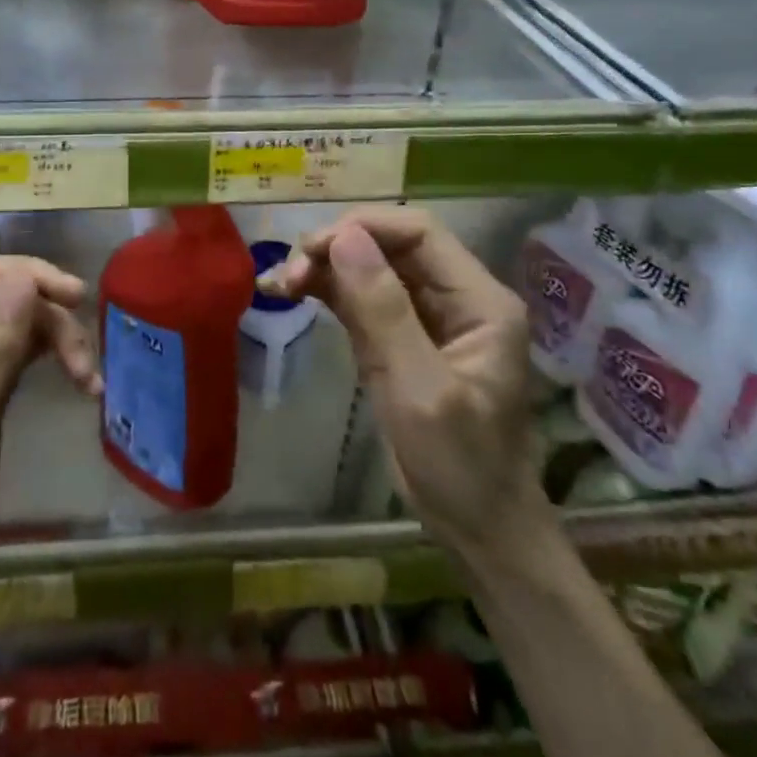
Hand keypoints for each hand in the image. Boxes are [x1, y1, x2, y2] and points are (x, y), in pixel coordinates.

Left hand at [0, 256, 99, 587]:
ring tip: (88, 380)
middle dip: (47, 319)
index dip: (28, 276)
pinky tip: (75, 379)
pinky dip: (44, 359)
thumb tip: (24, 278)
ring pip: (10, 323)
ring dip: (52, 341)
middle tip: (87, 364)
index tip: (78, 297)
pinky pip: (10, 351)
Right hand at [269, 206, 544, 555]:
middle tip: (289, 274)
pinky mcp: (397, 335)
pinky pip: (358, 297)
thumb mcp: (420, 388)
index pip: (418, 232)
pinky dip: (324, 291)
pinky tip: (289, 292)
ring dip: (323, 267)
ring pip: (368, 267)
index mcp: (478, 300)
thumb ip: (383, 310)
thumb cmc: (460, 464)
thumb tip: (343, 237)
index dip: (363, 227)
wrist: (476, 528)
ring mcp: (424, 315)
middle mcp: (454, 296)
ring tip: (278, 283)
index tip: (312, 250)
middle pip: (389, 244)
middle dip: (336, 248)